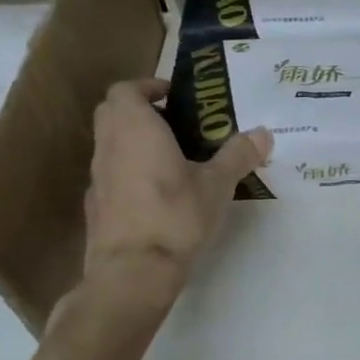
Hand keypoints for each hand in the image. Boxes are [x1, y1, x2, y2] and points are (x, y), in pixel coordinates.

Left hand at [83, 79, 271, 285]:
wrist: (132, 273)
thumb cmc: (175, 216)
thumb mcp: (217, 184)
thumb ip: (238, 155)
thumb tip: (264, 133)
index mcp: (135, 128)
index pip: (126, 90)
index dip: (148, 87)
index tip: (174, 97)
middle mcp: (109, 146)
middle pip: (112, 113)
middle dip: (140, 111)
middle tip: (176, 124)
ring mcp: (97, 178)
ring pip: (110, 145)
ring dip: (134, 143)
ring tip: (173, 160)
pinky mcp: (95, 207)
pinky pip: (111, 175)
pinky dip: (129, 173)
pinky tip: (157, 195)